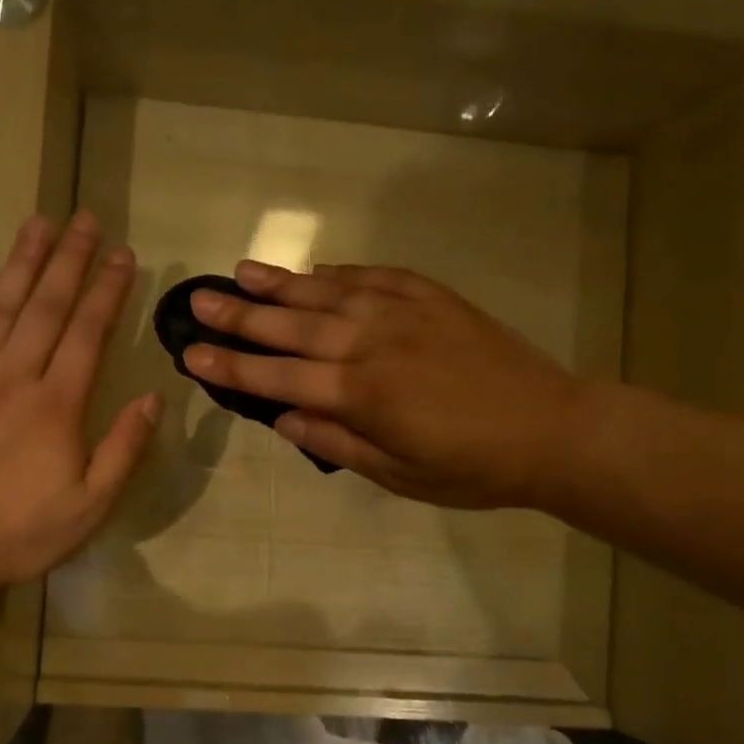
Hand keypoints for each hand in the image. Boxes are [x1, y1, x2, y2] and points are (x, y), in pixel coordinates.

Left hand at [0, 213, 159, 593]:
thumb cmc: (14, 533)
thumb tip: (154, 399)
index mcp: (57, 403)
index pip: (89, 332)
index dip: (107, 290)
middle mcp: (13, 374)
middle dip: (70, 259)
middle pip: (47, 305)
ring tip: (40, 223)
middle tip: (85, 219)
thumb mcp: (89, 506)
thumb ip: (124, 450)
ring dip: (22, 261)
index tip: (122, 255)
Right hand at [182, 261, 580, 509]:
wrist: (551, 430)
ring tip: (240, 271)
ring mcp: (404, 314)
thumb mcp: (399, 475)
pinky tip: (317, 268)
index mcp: (361, 395)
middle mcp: (372, 344)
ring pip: (328, 292)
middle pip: (293, 326)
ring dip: (281, 283)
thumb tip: (283, 421)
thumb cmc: (471, 468)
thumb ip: (337, 444)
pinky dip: (341, 272)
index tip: (192, 355)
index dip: (232, 368)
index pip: (279, 378)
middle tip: (198, 301)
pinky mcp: (433, 298)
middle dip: (240, 315)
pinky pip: (375, 276)